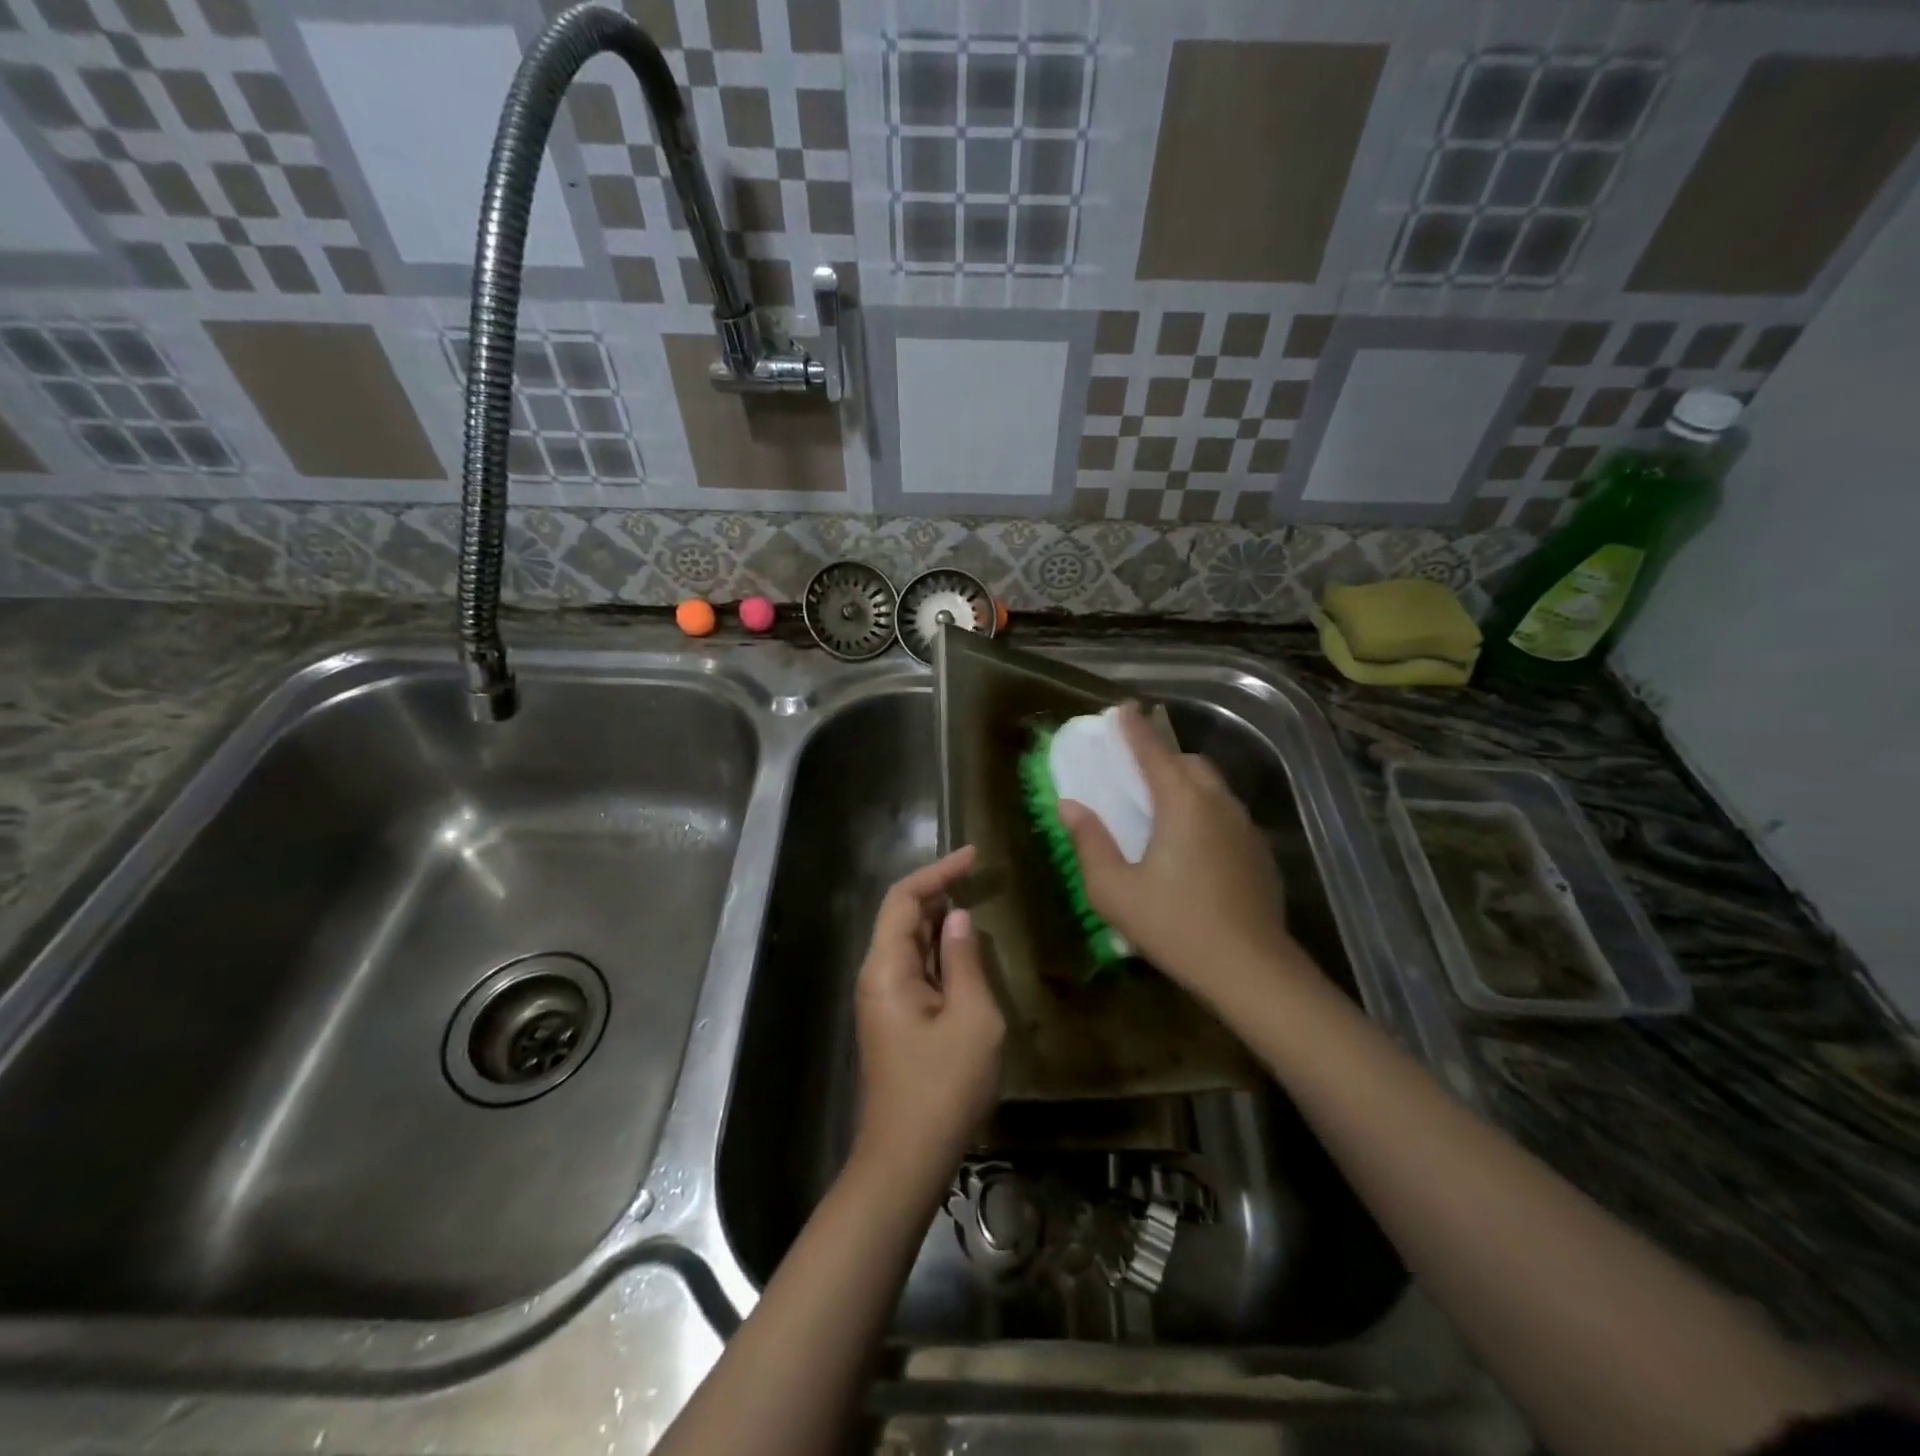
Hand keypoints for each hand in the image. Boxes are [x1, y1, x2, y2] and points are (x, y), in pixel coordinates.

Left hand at [851, 846, 1003, 1195]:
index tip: (973, 856)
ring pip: (909, 943)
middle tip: (981, 878)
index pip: (904, 899)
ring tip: (979, 903)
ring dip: (940, 921)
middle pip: (902, 917)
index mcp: (887, 968)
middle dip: (938, 892)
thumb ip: (965, 962)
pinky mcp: (894, 1020)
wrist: (906, 1159)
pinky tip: (967, 952)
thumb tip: (960, 919)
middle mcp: (877, 976)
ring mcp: (883, 1000)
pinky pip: (915, 969)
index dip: (937, 872)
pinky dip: (940, 951)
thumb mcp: (971, 1019)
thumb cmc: (943, 1088)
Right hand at [1059, 704, 1301, 1002]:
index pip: (1153, 751)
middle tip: (1136, 770)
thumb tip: (1070, 806)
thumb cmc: (1174, 925)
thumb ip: (1089, 842)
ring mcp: (1245, 828)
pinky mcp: (1260, 853)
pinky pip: (1228, 815)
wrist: (1251, 969)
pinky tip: (1193, 846)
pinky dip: (1206, 812)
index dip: (1134, 728)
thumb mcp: (1114, 889)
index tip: (1122, 708)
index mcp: (1182, 803)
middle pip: (1189, 763)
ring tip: (1163, 807)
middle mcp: (1218, 804)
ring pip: (1213, 788)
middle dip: (1163, 756)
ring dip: (1187, 784)